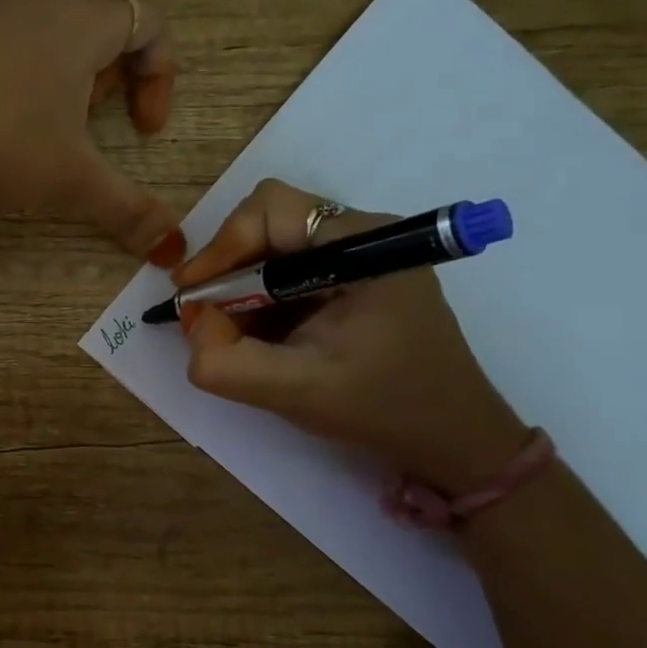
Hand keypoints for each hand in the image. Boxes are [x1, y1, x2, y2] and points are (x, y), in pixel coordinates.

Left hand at [0, 0, 185, 263]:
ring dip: (59, 58)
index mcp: (83, 21)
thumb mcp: (74, 185)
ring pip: (44, 14)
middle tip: (90, 123)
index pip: (148, 25)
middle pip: (98, 19)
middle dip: (109, 73)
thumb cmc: (1, 147)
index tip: (143, 133)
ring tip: (40, 110)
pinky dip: (2, 37)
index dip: (160, 78)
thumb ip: (130, 212)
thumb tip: (173, 252)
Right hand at [177, 178, 527, 493]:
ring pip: (276, 248)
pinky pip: (291, 270)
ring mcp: (362, 256)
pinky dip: (262, 299)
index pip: (271, 209)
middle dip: (228, 268)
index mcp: (363, 244)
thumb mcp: (298, 392)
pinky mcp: (357, 279)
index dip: (222, 245)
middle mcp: (363, 235)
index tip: (194, 295)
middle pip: (269, 222)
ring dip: (241, 286)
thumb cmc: (386, 409)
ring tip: (232, 333)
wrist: (455, 438)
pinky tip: (261, 336)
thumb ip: (229, 363)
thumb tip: (191, 322)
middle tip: (206, 316)